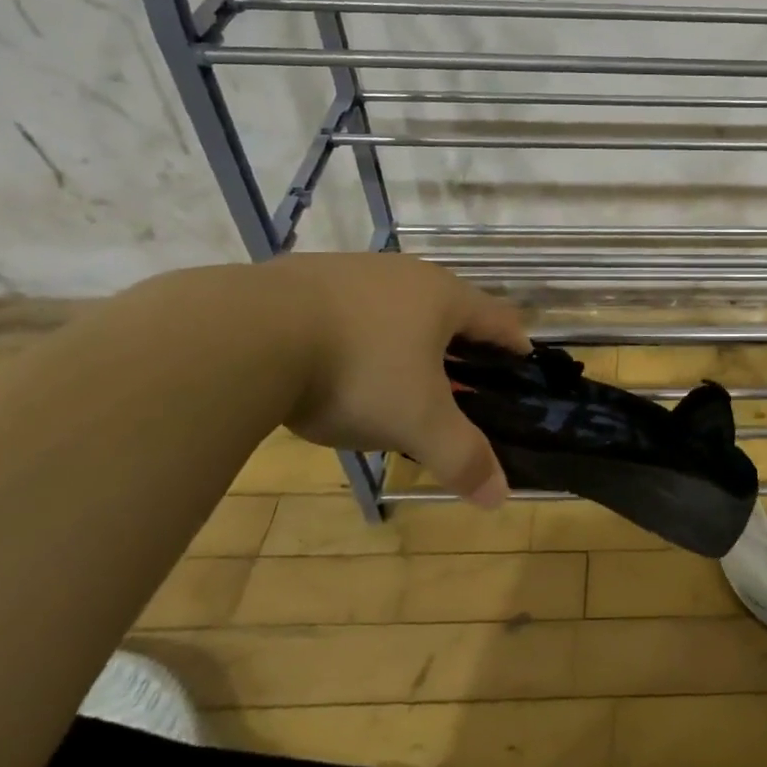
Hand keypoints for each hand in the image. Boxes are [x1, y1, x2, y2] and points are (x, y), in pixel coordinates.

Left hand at [269, 253, 529, 507]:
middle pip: (448, 309)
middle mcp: (405, 273)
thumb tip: (499, 496)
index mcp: (444, 297)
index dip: (514, 346)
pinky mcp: (304, 277)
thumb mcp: (416, 422)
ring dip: (405, 340)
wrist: (247, 334)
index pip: (498, 319)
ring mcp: (352, 270)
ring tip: (394, 381)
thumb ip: (462, 456)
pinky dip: (356, 335)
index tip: (519, 370)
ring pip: (396, 307)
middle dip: (457, 347)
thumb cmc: (357, 372)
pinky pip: (348, 309)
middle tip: (457, 389)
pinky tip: (334, 366)